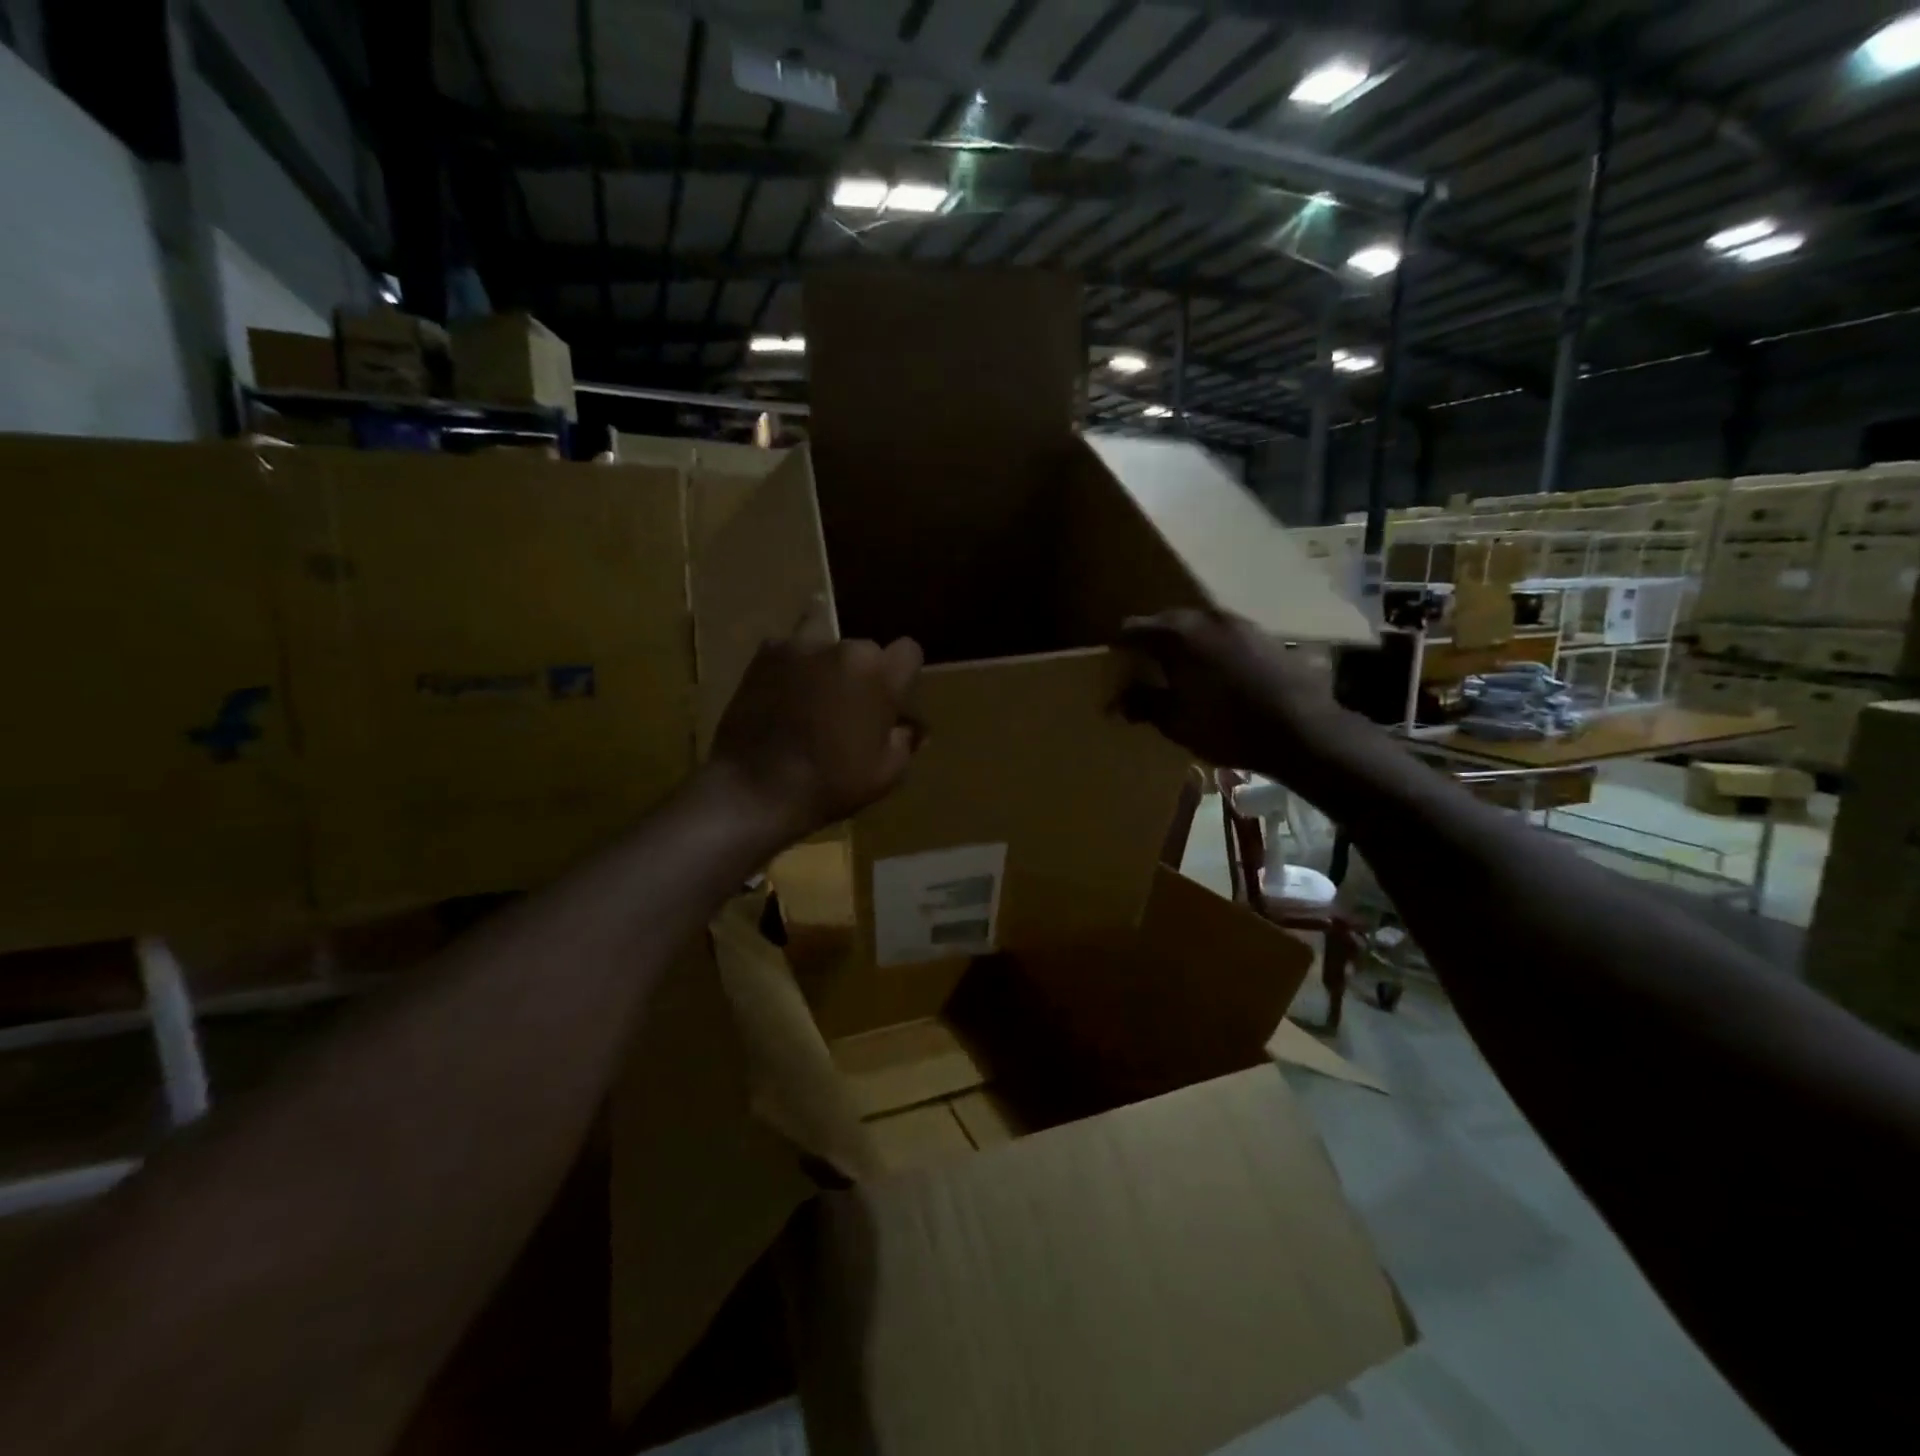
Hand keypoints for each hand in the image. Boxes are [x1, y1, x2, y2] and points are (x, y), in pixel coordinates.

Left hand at [708, 624, 923, 844]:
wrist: (756, 789)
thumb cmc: (831, 784)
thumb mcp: (885, 773)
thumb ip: (904, 740)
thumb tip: (910, 726)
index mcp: (880, 674)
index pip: (908, 651)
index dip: (903, 674)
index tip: (893, 697)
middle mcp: (845, 649)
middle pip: (866, 649)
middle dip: (863, 671)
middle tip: (849, 705)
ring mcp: (801, 647)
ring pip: (825, 637)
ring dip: (826, 659)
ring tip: (816, 688)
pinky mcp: (765, 655)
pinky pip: (788, 649)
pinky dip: (791, 666)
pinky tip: (783, 693)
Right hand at [1117, 608, 1346, 774]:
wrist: (1302, 730)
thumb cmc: (1227, 727)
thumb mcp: (1175, 722)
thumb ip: (1143, 704)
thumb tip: (1118, 700)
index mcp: (1177, 634)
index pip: (1132, 629)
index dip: (1119, 648)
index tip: (1116, 668)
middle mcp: (1206, 617)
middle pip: (1166, 621)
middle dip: (1152, 642)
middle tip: (1145, 670)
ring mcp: (1240, 623)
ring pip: (1199, 626)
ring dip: (1186, 644)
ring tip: (1182, 673)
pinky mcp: (1265, 635)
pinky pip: (1225, 635)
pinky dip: (1213, 649)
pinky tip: (1218, 675)